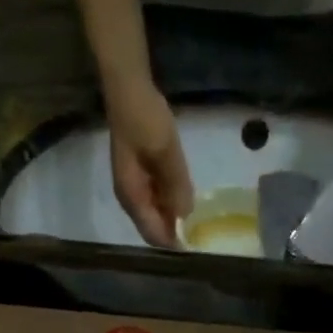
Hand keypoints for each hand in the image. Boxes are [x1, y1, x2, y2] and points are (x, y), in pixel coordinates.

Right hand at [105, 78, 193, 247]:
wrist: (129, 88)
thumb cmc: (145, 120)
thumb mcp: (165, 153)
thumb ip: (176, 186)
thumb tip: (186, 217)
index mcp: (132, 197)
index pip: (154, 234)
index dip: (174, 242)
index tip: (198, 245)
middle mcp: (131, 198)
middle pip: (155, 227)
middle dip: (177, 231)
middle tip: (204, 232)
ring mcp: (135, 186)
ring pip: (157, 212)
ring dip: (176, 216)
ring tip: (201, 218)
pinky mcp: (141, 173)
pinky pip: (158, 197)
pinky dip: (173, 200)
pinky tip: (188, 195)